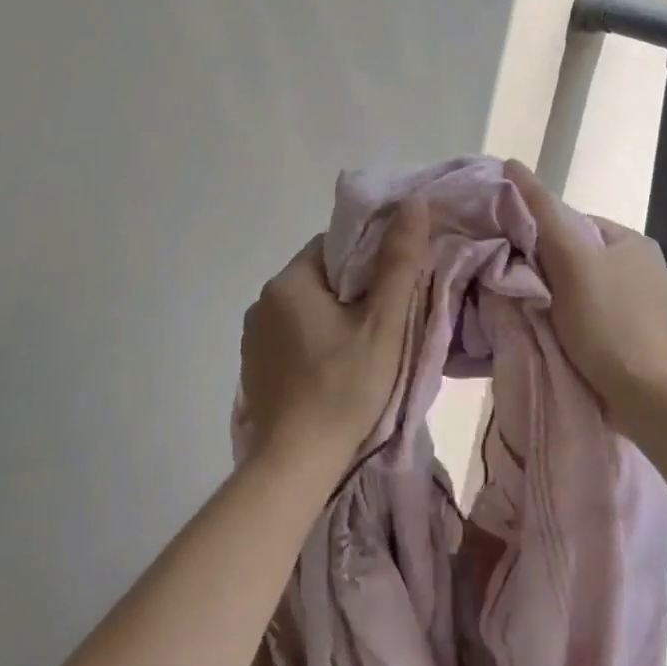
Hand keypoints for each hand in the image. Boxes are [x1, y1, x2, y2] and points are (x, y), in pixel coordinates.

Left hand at [239, 198, 429, 465]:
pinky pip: (290, 337)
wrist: (297, 462)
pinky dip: (313, 343)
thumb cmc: (345, 385)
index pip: (334, 246)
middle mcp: (262, 301)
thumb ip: (398, 260)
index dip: (368, 259)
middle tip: (385, 319)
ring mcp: (252, 337)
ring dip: (332, 317)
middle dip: (352, 291)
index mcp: (289, 281)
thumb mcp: (383, 322)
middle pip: (319, 277)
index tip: (392, 284)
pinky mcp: (253, 368)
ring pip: (305, 309)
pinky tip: (332, 369)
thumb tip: (413, 203)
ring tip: (362, 347)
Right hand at [503, 161, 666, 418]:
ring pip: (585, 287)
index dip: (540, 236)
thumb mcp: (570, 261)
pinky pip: (597, 315)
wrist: (647, 397)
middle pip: (579, 256)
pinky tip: (561, 335)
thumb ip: (542, 214)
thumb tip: (513, 164)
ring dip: (559, 296)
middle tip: (520, 289)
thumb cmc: (606, 323)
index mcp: (633, 240)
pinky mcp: (641, 335)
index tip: (515, 259)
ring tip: (535, 314)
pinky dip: (576, 320)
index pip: (573, 223)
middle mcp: (644, 265)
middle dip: (548, 269)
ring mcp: (646, 303)